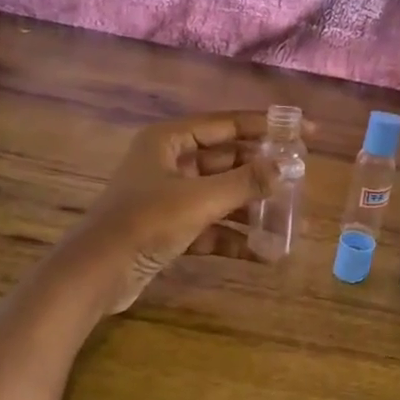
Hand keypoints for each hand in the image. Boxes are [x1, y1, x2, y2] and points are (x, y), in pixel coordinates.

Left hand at [69, 110, 298, 311]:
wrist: (95, 275)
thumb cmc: (146, 222)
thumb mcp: (200, 199)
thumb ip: (245, 182)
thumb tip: (285, 167)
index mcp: (169, 141)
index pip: (227, 124)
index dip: (267, 126)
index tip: (304, 131)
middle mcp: (169, 163)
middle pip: (227, 161)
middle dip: (262, 172)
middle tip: (300, 178)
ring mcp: (169, 197)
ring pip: (221, 195)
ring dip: (253, 208)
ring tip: (292, 220)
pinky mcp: (169, 229)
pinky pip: (211, 226)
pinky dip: (235, 237)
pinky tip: (266, 253)